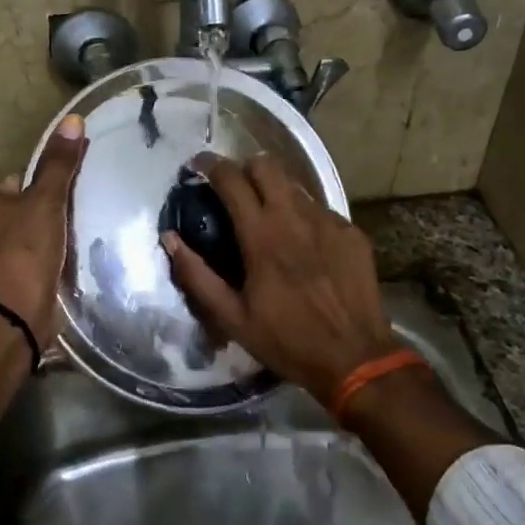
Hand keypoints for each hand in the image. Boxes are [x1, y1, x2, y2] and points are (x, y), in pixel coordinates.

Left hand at [0, 113, 87, 345]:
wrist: (13, 314)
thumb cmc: (24, 248)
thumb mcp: (46, 200)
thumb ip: (60, 164)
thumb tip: (73, 119)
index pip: (18, 179)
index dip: (46, 182)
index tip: (73, 188)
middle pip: (26, 208)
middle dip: (51, 212)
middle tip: (82, 211)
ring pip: (32, 236)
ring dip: (53, 238)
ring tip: (82, 236)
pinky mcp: (9, 283)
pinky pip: (35, 261)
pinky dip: (51, 260)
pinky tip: (71, 261)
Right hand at [162, 151, 396, 404]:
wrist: (355, 359)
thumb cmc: (287, 340)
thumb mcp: (232, 317)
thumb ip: (196, 275)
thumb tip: (169, 239)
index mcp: (261, 235)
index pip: (231, 179)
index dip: (210, 165)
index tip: (197, 165)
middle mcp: (295, 217)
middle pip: (266, 165)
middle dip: (245, 168)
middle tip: (235, 189)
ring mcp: (328, 221)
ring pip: (294, 185)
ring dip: (275, 191)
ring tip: (268, 216)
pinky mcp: (351, 232)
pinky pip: (320, 209)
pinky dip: (303, 216)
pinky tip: (303, 243)